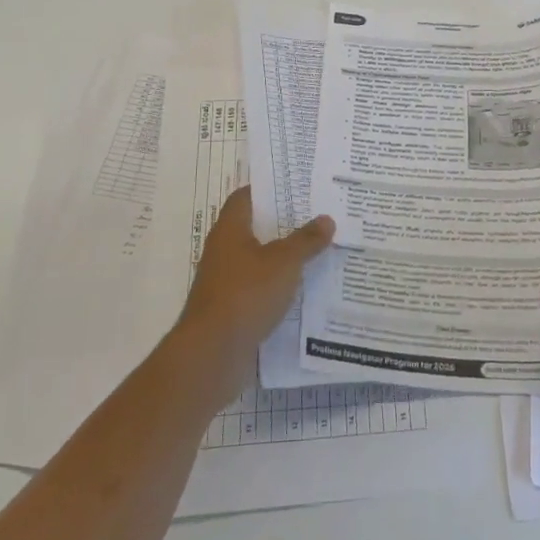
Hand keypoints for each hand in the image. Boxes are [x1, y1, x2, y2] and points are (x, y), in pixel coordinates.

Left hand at [173, 186, 334, 395]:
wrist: (212, 354)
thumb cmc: (246, 294)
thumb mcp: (284, 262)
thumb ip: (306, 240)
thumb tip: (326, 218)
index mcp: (230, 230)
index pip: (246, 197)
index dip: (269, 188)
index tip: (297, 185)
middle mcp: (224, 251)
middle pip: (255, 228)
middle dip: (284, 223)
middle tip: (318, 214)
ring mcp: (226, 282)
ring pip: (259, 260)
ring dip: (284, 256)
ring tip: (319, 248)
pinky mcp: (233, 309)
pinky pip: (260, 288)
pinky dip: (280, 285)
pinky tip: (306, 287)